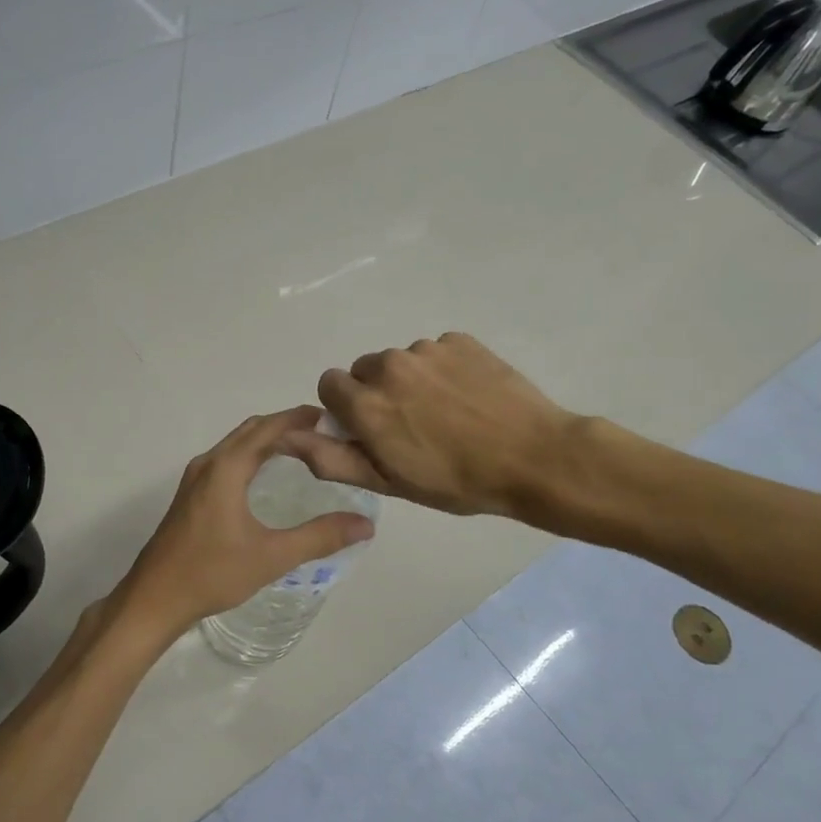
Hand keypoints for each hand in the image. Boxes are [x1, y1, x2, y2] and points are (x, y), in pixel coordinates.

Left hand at [113, 407, 375, 640]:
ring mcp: (194, 480)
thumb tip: (365, 524)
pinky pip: (225, 461)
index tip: (329, 417)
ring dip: (265, 440)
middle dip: (284, 426)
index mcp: (226, 468)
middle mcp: (208, 464)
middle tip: (322, 433)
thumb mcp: (272, 556)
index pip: (268, 429)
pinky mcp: (190, 496)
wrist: (154, 598)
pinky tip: (264, 477)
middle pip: (250, 431)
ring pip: (235, 445)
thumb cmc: (212, 573)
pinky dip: (250, 456)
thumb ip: (320, 537)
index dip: (298, 418)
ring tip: (300, 449)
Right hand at [283, 333, 591, 525]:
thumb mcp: (387, 481)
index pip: (329, 384)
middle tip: (410, 425)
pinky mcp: (460, 340)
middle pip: (364, 370)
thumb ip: (331, 457)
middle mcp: (389, 366)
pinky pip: (435, 351)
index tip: (370, 430)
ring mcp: (427, 349)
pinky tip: (467, 396)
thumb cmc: (455, 481)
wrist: (532, 457)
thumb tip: (288, 437)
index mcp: (366, 402)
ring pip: (401, 360)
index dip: (345, 409)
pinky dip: (442, 369)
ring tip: (445, 413)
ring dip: (411, 381)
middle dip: (376, 393)